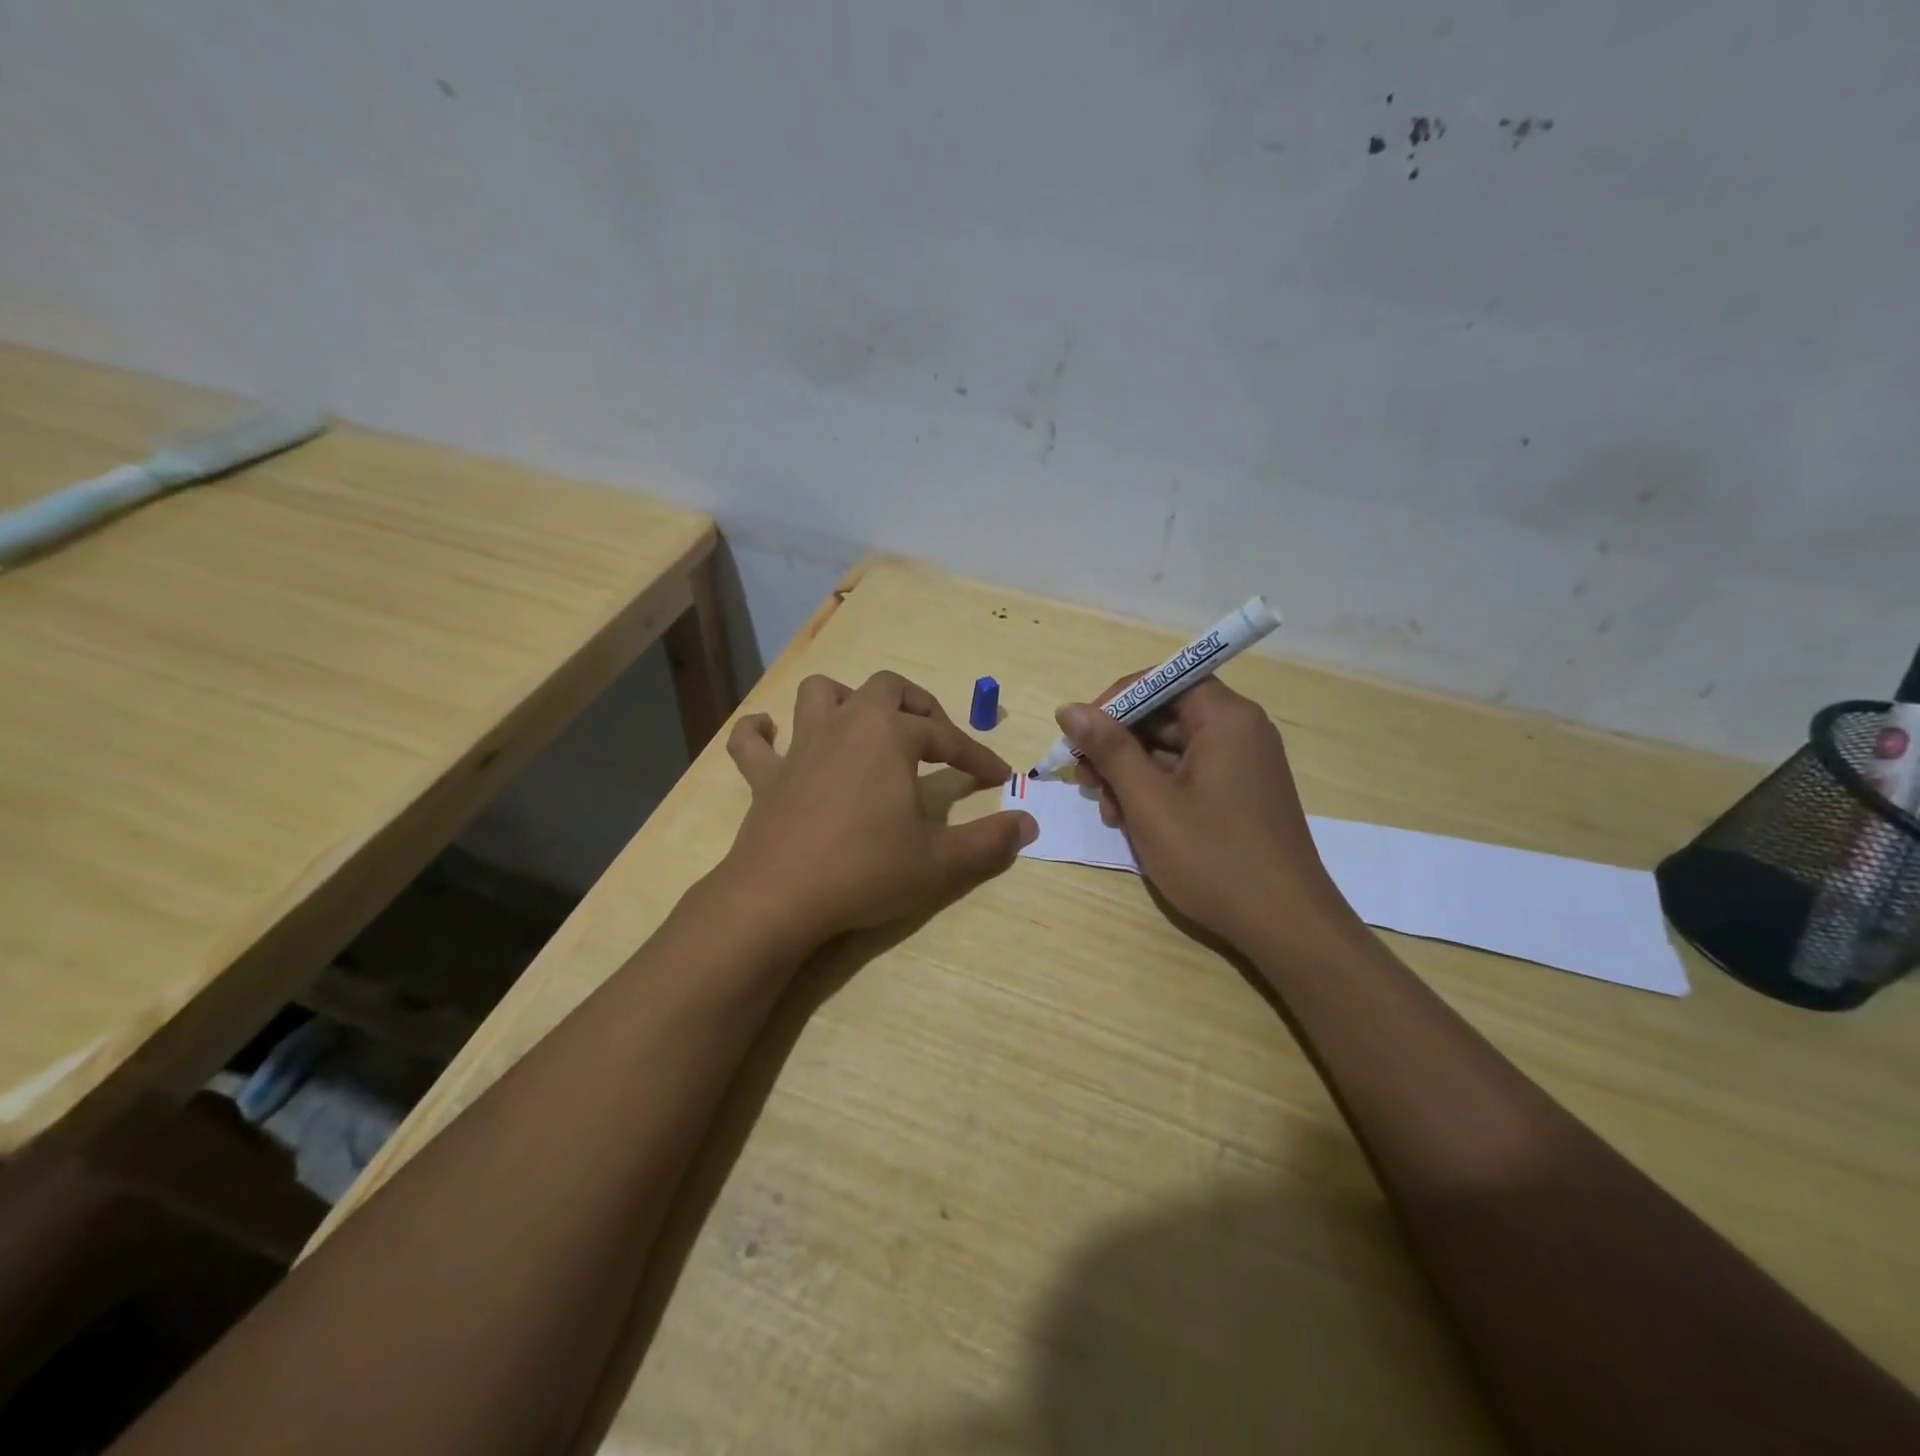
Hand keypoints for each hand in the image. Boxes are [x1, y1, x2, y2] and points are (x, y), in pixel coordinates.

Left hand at [718, 671, 1036, 950]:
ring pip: (820, 693)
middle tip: (934, 737)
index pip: (945, 736)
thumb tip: (1029, 824)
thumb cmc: (865, 871)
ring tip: (862, 725)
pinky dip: (760, 733)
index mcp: (888, 736)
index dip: (976, 754)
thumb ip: (988, 842)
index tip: (998, 775)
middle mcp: (845, 726)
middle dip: (917, 706)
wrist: (779, 898)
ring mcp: (799, 747)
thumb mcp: (939, 862)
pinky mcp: (764, 777)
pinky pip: (751, 742)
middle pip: (886, 689)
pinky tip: (770, 734)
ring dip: (844, 699)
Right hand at [1058, 677, 1356, 949]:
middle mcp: (1240, 731)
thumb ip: (1108, 749)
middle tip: (1084, 778)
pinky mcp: (1240, 795)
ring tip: (1106, 810)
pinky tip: (1132, 821)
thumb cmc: (1212, 857)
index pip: (1163, 680)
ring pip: (1172, 749)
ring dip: (1131, 772)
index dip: (1116, 701)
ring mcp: (1243, 765)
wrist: (1285, 926)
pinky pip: (1189, 775)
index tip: (1081, 733)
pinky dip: (1156, 790)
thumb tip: (1069, 709)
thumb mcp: (1149, 801)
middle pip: (1166, 714)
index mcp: (1226, 718)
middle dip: (1118, 743)